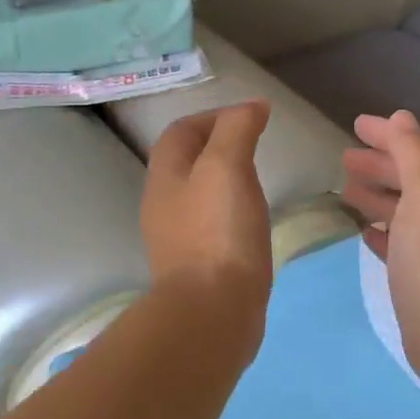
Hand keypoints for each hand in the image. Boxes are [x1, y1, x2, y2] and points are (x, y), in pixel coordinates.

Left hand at [141, 102, 273, 333]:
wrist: (213, 312)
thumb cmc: (219, 232)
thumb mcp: (227, 167)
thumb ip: (237, 129)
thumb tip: (252, 106)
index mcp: (164, 177)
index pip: (181, 132)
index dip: (213, 116)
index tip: (251, 117)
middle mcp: (163, 205)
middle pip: (185, 162)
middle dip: (216, 145)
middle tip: (255, 146)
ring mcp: (177, 238)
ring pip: (197, 194)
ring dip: (222, 179)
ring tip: (256, 180)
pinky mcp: (196, 266)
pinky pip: (210, 225)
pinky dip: (229, 211)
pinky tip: (251, 221)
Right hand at [341, 110, 419, 375]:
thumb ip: (412, 151)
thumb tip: (401, 118)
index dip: (390, 134)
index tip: (356, 125)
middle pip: (411, 176)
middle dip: (381, 163)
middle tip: (346, 157)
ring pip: (403, 207)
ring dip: (377, 194)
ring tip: (346, 189)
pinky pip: (398, 240)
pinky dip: (382, 229)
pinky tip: (364, 230)